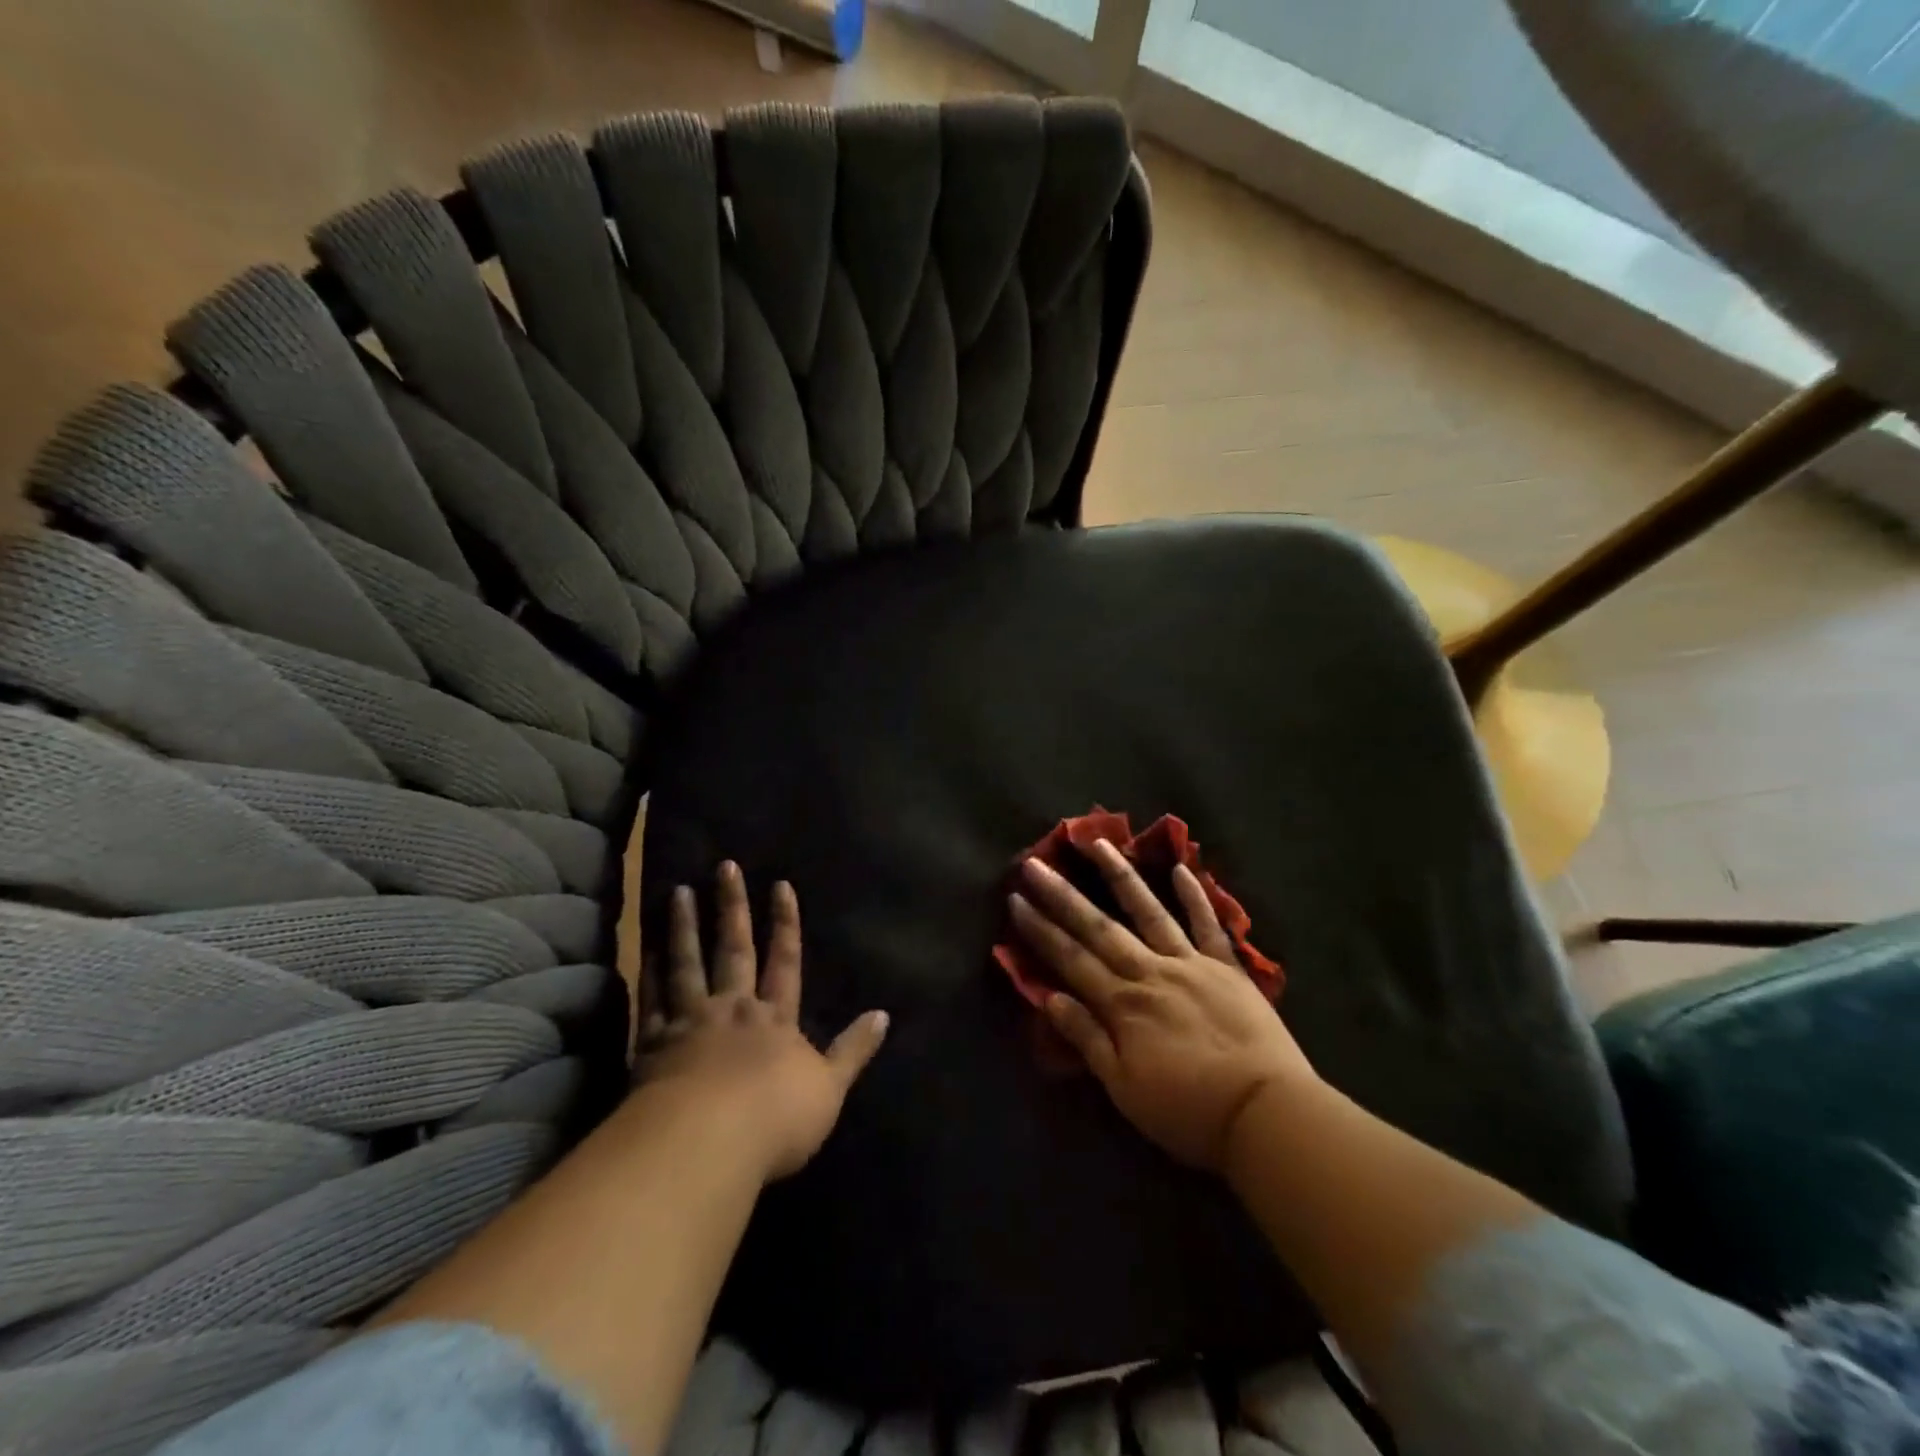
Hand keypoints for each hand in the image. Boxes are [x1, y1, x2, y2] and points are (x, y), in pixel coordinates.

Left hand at [642, 862, 888, 1180]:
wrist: (708, 1143)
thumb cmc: (776, 1119)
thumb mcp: (830, 1088)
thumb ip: (854, 1050)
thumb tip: (884, 1014)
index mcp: (775, 1019)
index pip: (785, 961)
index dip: (785, 924)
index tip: (780, 886)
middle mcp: (733, 1009)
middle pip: (734, 950)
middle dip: (732, 908)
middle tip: (725, 867)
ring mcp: (690, 1023)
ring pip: (687, 964)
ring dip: (683, 927)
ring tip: (678, 892)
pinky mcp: (653, 1044)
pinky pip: (651, 1000)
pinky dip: (649, 973)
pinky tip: (646, 949)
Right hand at [1009, 840, 1316, 1171]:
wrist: (1265, 1114)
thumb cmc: (1187, 1111)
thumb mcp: (1124, 1088)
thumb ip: (1087, 1038)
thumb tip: (1050, 998)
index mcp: (1122, 1004)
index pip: (1070, 959)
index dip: (1040, 929)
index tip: (1016, 899)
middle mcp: (1150, 972)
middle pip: (1099, 927)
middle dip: (1062, 895)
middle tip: (1035, 863)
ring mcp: (1190, 963)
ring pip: (1149, 911)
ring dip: (1121, 876)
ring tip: (1099, 843)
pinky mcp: (1226, 968)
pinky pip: (1208, 925)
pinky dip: (1195, 896)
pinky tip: (1181, 868)